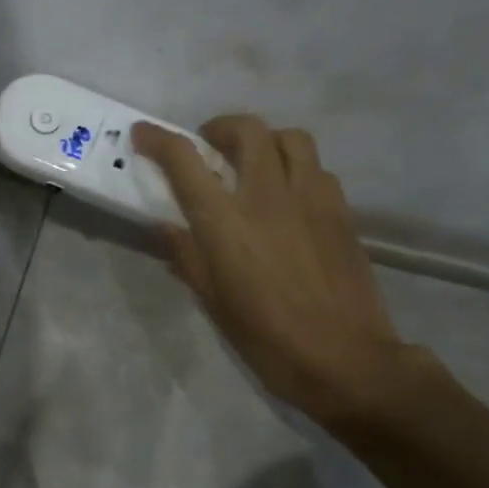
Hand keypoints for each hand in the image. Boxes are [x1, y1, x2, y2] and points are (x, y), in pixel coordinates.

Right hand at [131, 116, 422, 425]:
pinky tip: (289, 195)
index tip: (142, 134)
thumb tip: (167, 227)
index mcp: (226, 223)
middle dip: (220, 128)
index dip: (159, 140)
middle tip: (209, 148)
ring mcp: (311, 198)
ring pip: (290, 138)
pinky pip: (317, 168)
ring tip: (254, 162)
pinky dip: (296, 167)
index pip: (185, 161)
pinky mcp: (341, 211)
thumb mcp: (213, 302)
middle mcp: (267, 197)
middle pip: (246, 130)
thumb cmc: (267, 338)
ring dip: (264, 140)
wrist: (346, 360)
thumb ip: (187, 256)